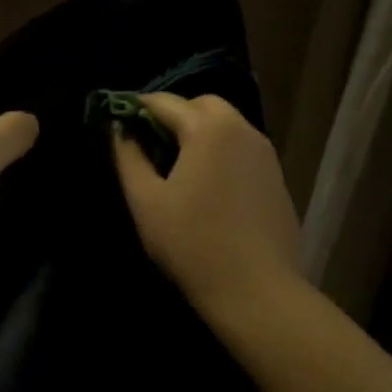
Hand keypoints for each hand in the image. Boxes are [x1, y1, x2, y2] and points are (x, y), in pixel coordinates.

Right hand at [112, 92, 303, 316]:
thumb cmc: (191, 242)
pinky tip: (205, 184)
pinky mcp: (276, 178)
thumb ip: (128, 156)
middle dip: (172, 114)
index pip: (164, 102)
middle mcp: (242, 130)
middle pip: (202, 105)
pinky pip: (242, 149)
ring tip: (174, 163)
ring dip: (198, 131)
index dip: (135, 106)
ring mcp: (265, 154)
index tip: (115, 117)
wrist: (255, 289)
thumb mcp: (145, 200)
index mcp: (208, 129)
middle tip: (147, 140)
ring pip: (226, 125)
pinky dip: (219, 151)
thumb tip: (119, 129)